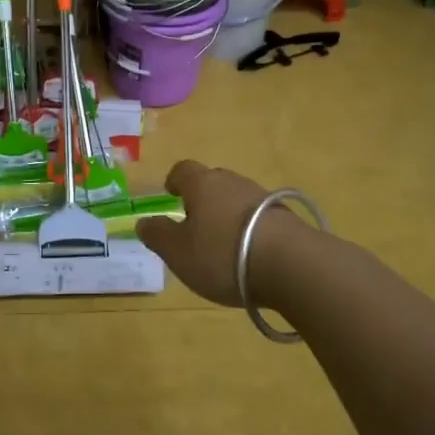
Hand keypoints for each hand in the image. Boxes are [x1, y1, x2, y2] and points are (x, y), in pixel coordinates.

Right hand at [135, 160, 307, 307]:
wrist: (291, 265)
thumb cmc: (222, 254)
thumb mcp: (178, 252)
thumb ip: (157, 235)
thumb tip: (143, 221)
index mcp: (202, 183)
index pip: (183, 170)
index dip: (174, 181)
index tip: (171, 196)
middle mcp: (232, 181)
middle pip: (212, 181)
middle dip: (202, 199)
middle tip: (195, 224)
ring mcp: (262, 196)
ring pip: (237, 199)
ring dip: (228, 215)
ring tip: (223, 245)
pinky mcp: (286, 217)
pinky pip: (259, 217)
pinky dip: (250, 230)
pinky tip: (250, 255)